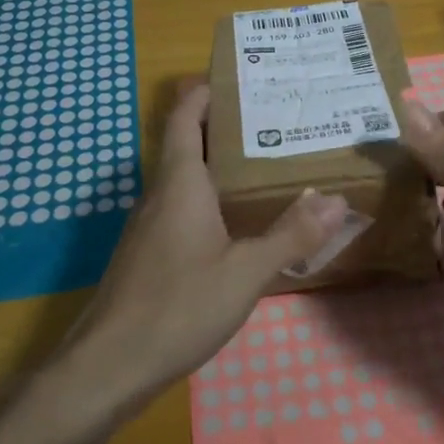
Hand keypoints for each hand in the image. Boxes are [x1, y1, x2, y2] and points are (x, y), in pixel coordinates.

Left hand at [61, 83, 348, 409]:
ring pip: (183, 177)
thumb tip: (336, 200)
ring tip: (263, 163)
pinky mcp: (146, 254)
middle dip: (223, 125)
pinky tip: (234, 222)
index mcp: (180, 182)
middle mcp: (159, 193)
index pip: (185, 115)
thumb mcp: (245, 273)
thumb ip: (291, 236)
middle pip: (186, 141)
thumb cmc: (177, 307)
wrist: (106, 368)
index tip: (240, 76)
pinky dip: (207, 197)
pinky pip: (179, 206)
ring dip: (216, 163)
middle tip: (272, 118)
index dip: (206, 90)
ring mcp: (148, 225)